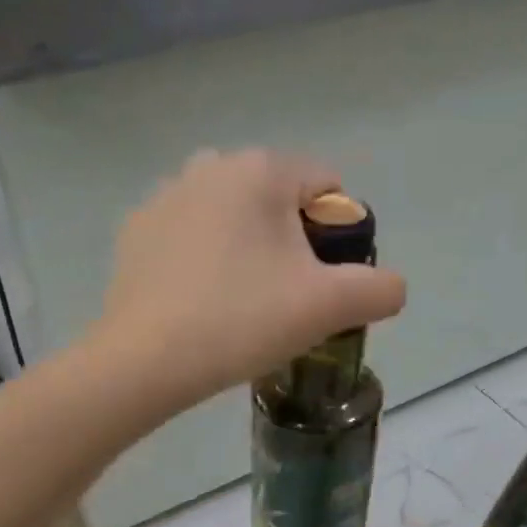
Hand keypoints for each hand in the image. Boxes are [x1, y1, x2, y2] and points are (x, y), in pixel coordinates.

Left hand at [94, 149, 407, 403]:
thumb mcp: (328, 307)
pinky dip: (205, 261)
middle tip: (283, 300)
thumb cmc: (242, 321)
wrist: (145, 361)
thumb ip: (379, 289)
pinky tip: (199, 304)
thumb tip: (391, 287)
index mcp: (260, 170)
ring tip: (240, 304)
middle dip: (291, 243)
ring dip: (247, 250)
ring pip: (232, 218)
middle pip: (278, 200)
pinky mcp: (135, 232)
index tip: (323, 285)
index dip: (339, 236)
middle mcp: (210, 165)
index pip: (327, 186)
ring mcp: (164, 196)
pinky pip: (190, 237)